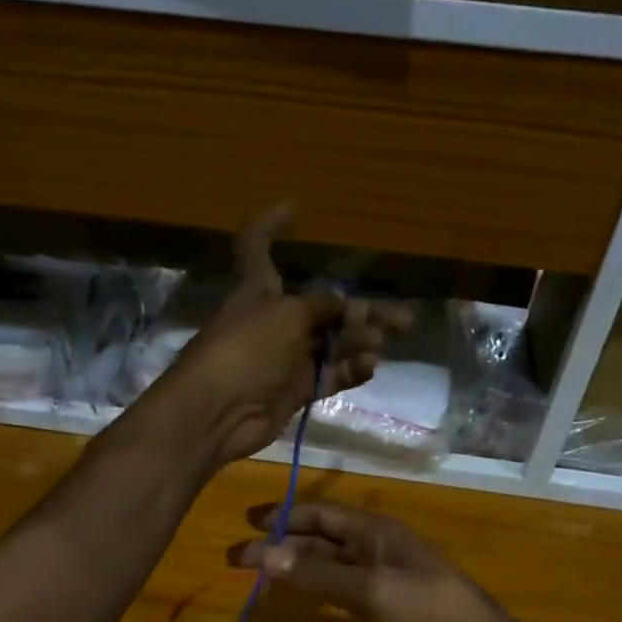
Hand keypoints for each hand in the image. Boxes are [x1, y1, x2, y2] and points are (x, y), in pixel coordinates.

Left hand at [152, 204, 410, 464]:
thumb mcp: (288, 314)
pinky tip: (369, 367)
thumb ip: (322, 306)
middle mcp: (274, 320)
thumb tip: (345, 306)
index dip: (270, 225)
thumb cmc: (247, 349)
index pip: (257, 246)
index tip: (294, 209)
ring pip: (332, 343)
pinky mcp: (295, 391)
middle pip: (323, 308)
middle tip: (402, 320)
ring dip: (359, 341)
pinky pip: (330, 375)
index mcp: (259, 289)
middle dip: (361, 310)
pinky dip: (350, 370)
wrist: (220, 412)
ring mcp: (286, 358)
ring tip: (381, 345)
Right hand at [229, 501, 554, 621]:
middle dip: (281, 546)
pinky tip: (294, 603)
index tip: (246, 523)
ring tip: (257, 577)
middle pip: (320, 541)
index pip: (321, 515)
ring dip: (294, 570)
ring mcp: (380, 582)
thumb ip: (318, 573)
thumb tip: (263, 554)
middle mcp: (375, 551)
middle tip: (237, 558)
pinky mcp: (382, 612)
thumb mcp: (372, 589)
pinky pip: (340, 595)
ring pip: (327, 569)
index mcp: (376, 533)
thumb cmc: (429, 613)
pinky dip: (314, 594)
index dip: (284, 515)